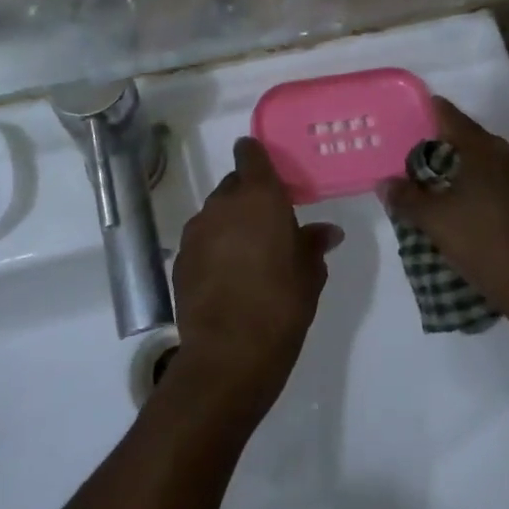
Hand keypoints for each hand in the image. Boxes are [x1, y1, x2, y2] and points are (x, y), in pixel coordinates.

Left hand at [166, 137, 341, 425]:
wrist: (227, 355)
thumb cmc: (280, 305)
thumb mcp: (309, 274)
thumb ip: (314, 244)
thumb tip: (328, 232)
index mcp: (259, 197)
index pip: (250, 153)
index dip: (256, 156)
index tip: (269, 172)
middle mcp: (223, 204)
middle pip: (233, 185)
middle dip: (248, 197)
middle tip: (268, 224)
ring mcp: (196, 231)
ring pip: (215, 213)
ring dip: (230, 224)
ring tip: (248, 255)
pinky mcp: (180, 259)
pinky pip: (201, 241)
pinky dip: (213, 249)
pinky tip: (227, 277)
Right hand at [379, 97, 508, 335]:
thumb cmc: (483, 243)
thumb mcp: (435, 222)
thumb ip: (407, 198)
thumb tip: (385, 183)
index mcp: (486, 150)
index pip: (453, 118)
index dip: (435, 111)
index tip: (423, 107)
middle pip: (475, 142)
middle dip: (452, 150)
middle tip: (427, 162)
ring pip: (496, 166)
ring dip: (474, 173)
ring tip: (451, 191)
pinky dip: (493, 192)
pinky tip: (481, 213)